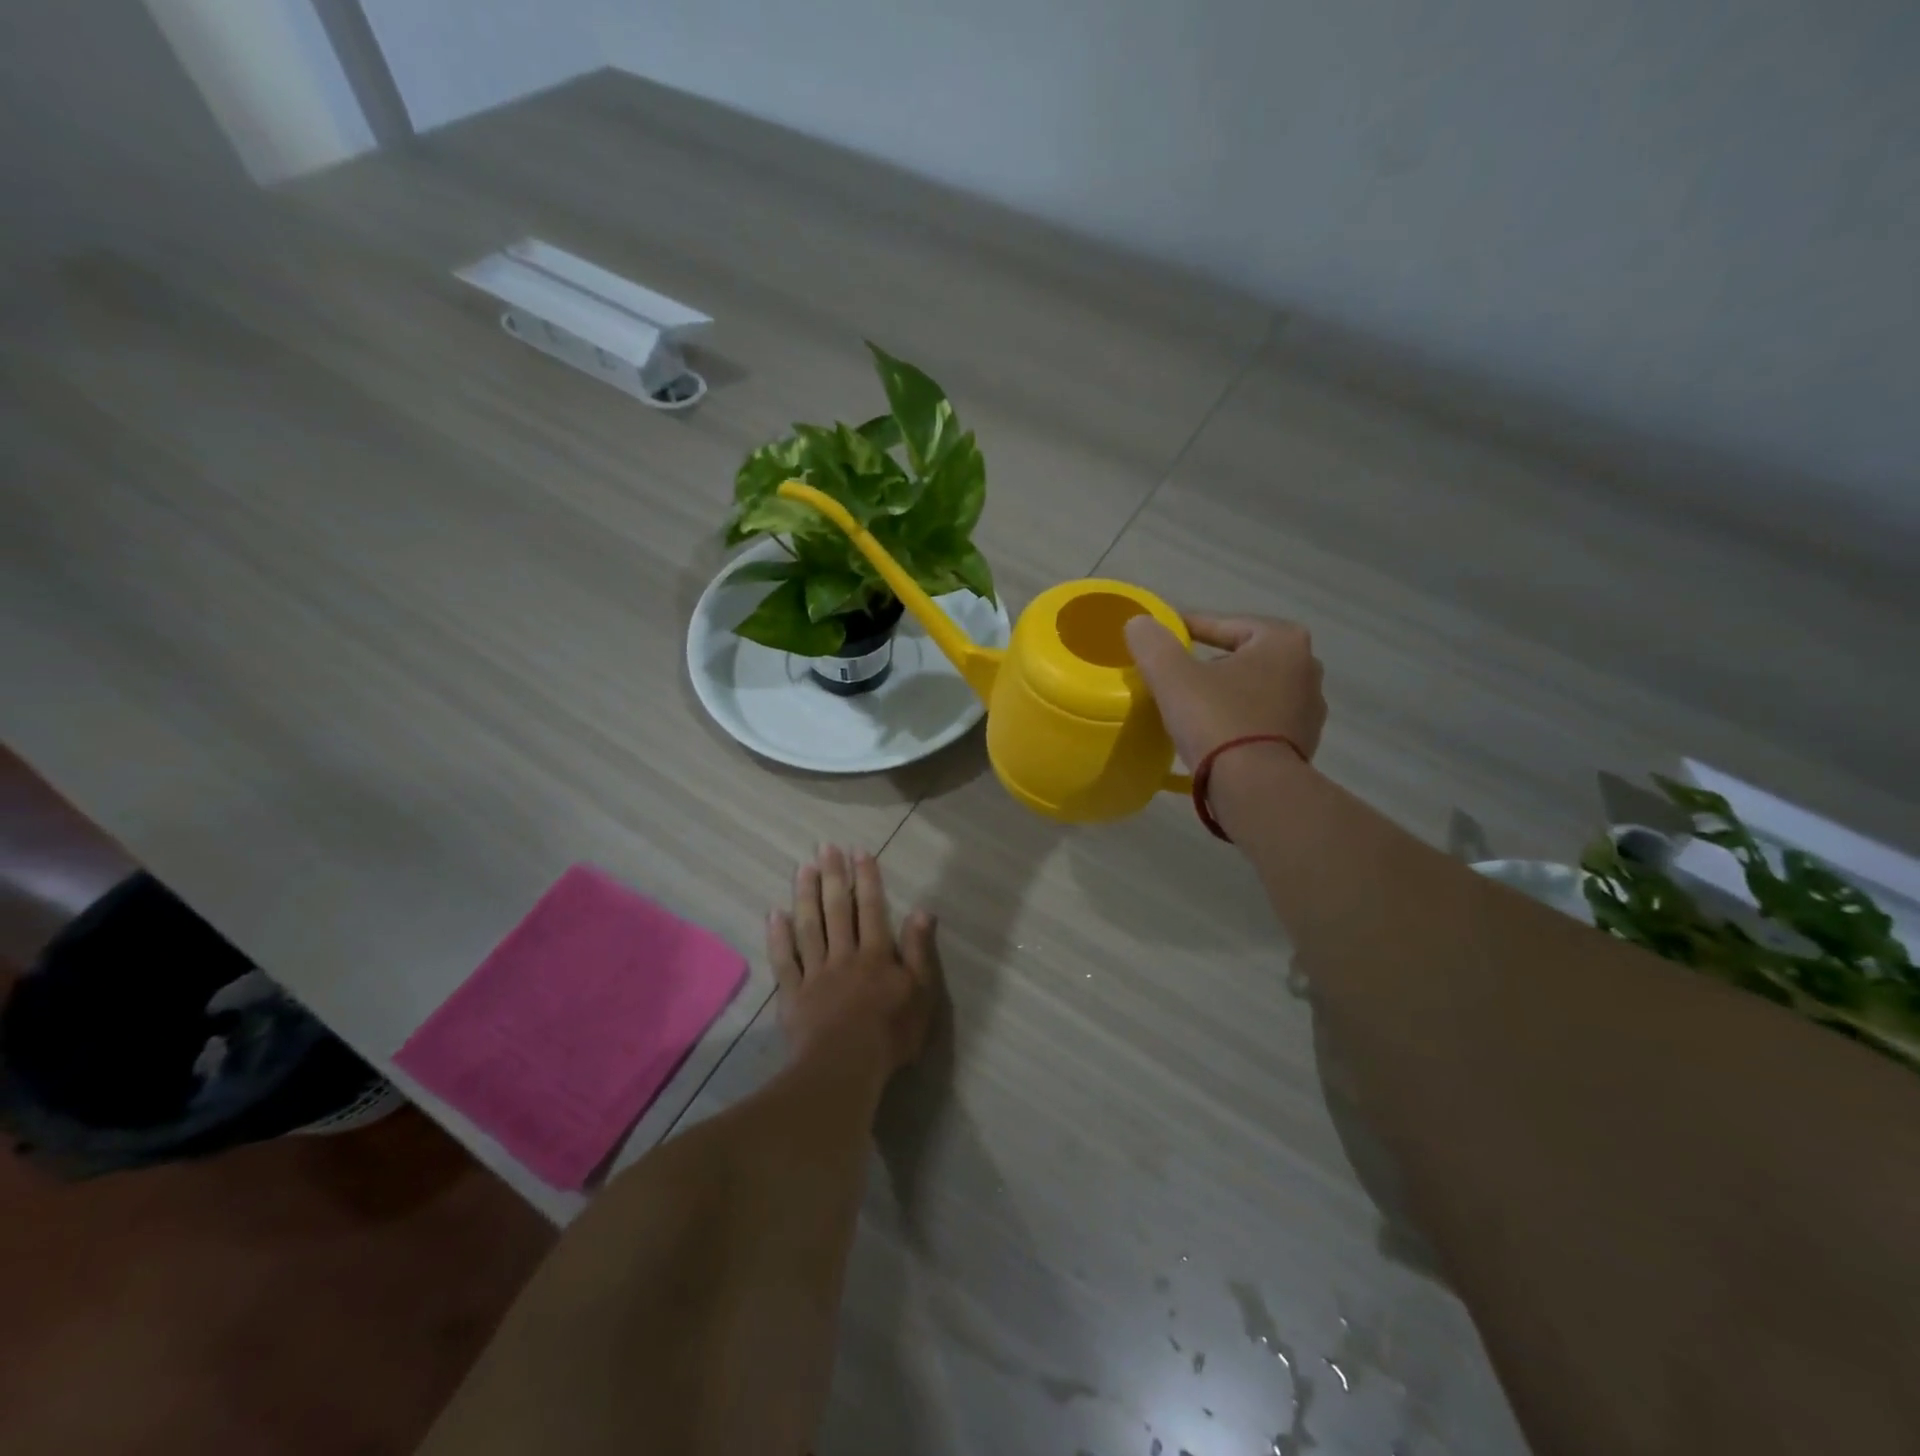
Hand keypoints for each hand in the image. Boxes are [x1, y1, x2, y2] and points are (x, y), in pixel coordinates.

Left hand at [768, 845, 939, 1074]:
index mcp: (876, 954)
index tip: (859, 851)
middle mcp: (844, 955)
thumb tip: (922, 910)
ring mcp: (815, 973)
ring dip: (805, 896)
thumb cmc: (891, 1033)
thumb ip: (920, 951)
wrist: (845, 1068)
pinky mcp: (793, 995)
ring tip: (803, 868)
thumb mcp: (921, 993)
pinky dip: (778, 937)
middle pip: (837, 910)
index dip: (866, 878)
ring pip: (809, 927)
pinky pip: (784, 960)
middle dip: (833, 876)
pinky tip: (774, 914)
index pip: (872, 908)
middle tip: (825, 847)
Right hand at [1123, 613, 1325, 767]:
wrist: (1254, 788)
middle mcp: (1307, 668)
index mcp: (1283, 641)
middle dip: (1210, 664)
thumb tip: (1139, 623)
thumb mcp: (1172, 675)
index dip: (1188, 629)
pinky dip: (1238, 721)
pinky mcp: (1302, 744)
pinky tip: (1213, 735)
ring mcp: (1309, 710)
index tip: (1161, 641)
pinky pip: (1261, 721)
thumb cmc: (1217, 720)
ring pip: (1253, 690)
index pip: (1225, 625)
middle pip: (1242, 657)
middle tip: (1175, 676)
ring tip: (1191, 707)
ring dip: (1226, 694)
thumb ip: (1153, 642)